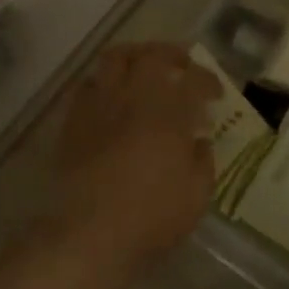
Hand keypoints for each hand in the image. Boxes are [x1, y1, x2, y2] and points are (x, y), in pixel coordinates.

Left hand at [49, 43, 218, 264]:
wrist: (88, 233)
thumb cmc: (151, 216)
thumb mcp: (196, 195)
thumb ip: (203, 160)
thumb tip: (199, 141)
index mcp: (170, 112)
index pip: (194, 79)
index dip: (208, 80)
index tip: (215, 93)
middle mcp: (134, 96)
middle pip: (152, 55)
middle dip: (173, 55)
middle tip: (183, 67)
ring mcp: (100, 104)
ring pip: (115, 58)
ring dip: (135, 56)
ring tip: (144, 68)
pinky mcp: (73, 120)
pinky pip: (88, 84)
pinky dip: (104, 81)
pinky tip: (111, 96)